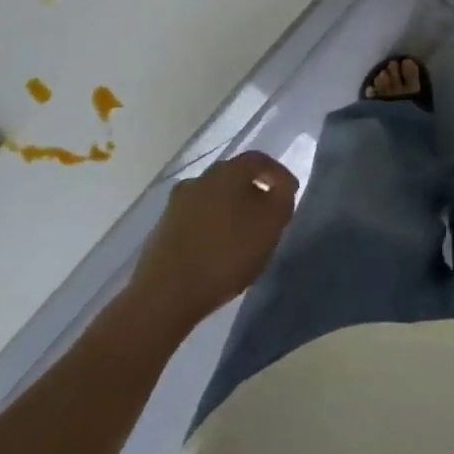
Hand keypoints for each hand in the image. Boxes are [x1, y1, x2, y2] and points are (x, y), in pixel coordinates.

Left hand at [129, 152, 297, 332]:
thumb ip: (282, 200)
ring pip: (214, 198)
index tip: (290, 193)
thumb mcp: (271, 225)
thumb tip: (281, 187)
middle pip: (234, 177)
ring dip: (231, 211)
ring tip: (244, 237)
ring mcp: (177, 203)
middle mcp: (200, 178)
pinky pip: (197, 219)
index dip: (278, 174)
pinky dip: (212, 227)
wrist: (166, 293)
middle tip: (268, 215)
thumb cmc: (226, 253)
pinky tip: (219, 250)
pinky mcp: (163, 228)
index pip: (259, 160)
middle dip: (254, 192)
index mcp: (228, 171)